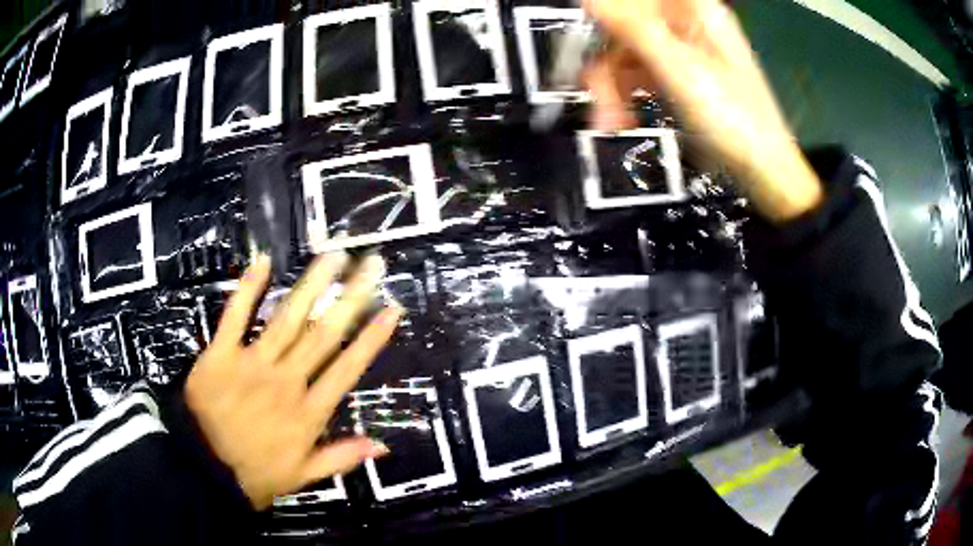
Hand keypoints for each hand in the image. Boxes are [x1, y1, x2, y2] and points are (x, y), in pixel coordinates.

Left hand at [185, 253, 401, 509]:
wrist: (202, 468)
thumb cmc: (254, 473)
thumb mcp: (302, 476)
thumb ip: (340, 458)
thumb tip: (382, 446)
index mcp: (307, 412)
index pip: (347, 368)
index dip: (371, 338)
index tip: (391, 309)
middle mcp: (286, 380)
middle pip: (323, 334)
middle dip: (350, 298)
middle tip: (371, 265)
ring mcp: (252, 363)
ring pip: (287, 318)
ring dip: (311, 285)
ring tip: (332, 256)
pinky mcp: (221, 354)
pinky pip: (235, 316)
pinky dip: (247, 288)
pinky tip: (263, 262)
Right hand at [583, 0, 822, 221]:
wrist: (763, 170)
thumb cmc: (734, 120)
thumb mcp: (681, 70)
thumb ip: (633, 28)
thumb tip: (590, 0)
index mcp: (694, 11)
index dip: (607, 12)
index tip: (587, 38)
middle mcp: (685, 26)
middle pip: (625, 24)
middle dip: (605, 60)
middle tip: (597, 97)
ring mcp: (681, 53)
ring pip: (627, 52)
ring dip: (611, 87)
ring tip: (611, 121)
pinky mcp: (677, 77)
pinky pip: (638, 75)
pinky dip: (625, 97)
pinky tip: (622, 119)